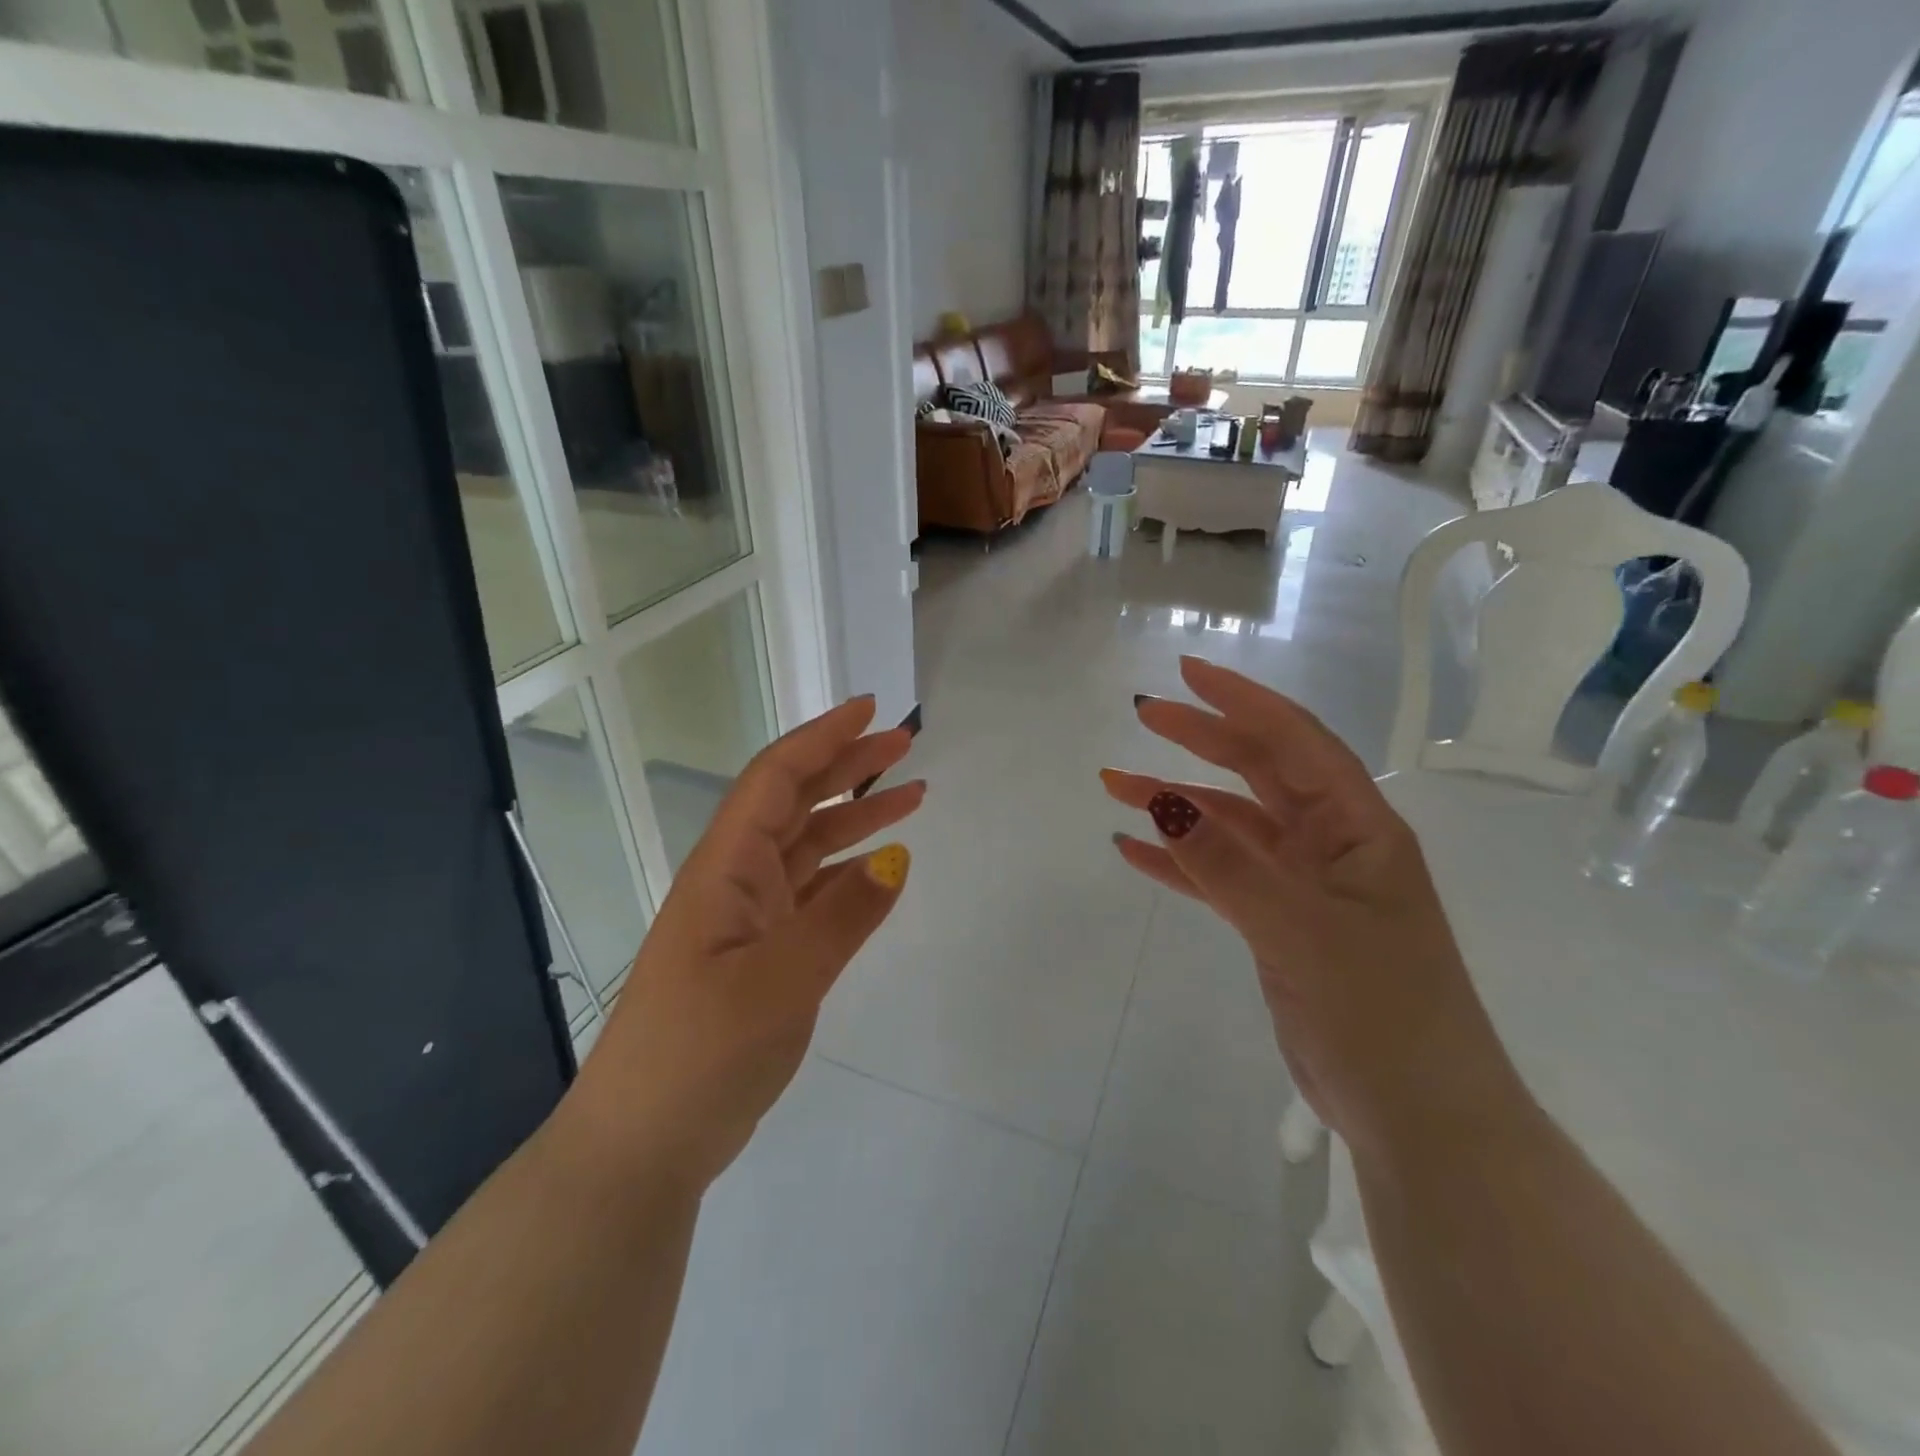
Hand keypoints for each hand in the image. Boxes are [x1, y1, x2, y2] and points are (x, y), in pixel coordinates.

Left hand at [564, 697, 923, 1194]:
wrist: (646, 1142)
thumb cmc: (699, 1052)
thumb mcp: (779, 982)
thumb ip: (841, 917)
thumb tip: (897, 858)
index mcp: (725, 869)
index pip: (776, 779)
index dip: (823, 738)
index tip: (871, 710)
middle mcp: (735, 880)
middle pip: (795, 802)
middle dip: (847, 766)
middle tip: (905, 745)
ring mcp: (747, 919)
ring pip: (808, 846)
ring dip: (855, 816)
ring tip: (912, 797)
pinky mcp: (761, 953)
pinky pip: (812, 893)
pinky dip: (847, 872)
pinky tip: (880, 868)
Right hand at [1101, 657, 1521, 1159]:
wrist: (1418, 1118)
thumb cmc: (1379, 1013)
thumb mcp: (1299, 929)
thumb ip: (1226, 864)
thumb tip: (1160, 800)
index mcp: (1359, 828)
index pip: (1295, 742)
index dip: (1241, 701)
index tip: (1185, 674)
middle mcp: (1332, 844)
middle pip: (1258, 771)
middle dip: (1201, 739)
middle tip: (1142, 715)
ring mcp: (1303, 885)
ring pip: (1231, 824)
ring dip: (1177, 802)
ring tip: (1115, 785)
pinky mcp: (1279, 924)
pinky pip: (1219, 875)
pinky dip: (1179, 861)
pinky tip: (1134, 851)